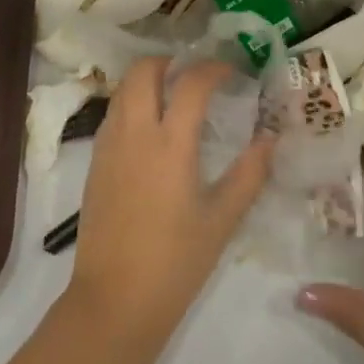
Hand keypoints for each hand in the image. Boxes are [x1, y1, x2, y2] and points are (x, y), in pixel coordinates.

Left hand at [65, 58, 272, 342]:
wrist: (113, 301)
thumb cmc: (175, 263)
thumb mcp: (221, 221)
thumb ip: (249, 175)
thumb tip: (270, 139)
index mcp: (170, 144)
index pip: (191, 83)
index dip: (213, 68)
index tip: (231, 70)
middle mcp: (134, 132)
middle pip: (143, 71)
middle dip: (170, 61)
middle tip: (195, 75)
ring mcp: (108, 144)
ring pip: (123, 89)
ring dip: (147, 79)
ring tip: (174, 96)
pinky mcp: (94, 161)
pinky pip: (113, 114)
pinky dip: (132, 103)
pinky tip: (151, 129)